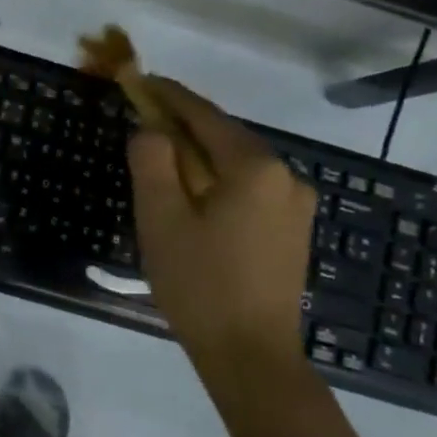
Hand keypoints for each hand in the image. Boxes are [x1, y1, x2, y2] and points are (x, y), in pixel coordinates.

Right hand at [126, 75, 314, 374]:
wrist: (251, 356)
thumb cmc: (199, 283)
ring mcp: (295, 204)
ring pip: (236, 164)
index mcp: (254, 167)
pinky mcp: (293, 229)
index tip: (140, 80)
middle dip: (182, 127)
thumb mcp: (160, 217)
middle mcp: (285, 176)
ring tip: (161, 165)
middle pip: (223, 137)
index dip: (168, 95)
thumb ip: (152, 161)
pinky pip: (249, 188)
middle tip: (142, 123)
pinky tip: (194, 199)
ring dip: (199, 157)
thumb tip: (151, 129)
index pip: (203, 115)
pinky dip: (217, 181)